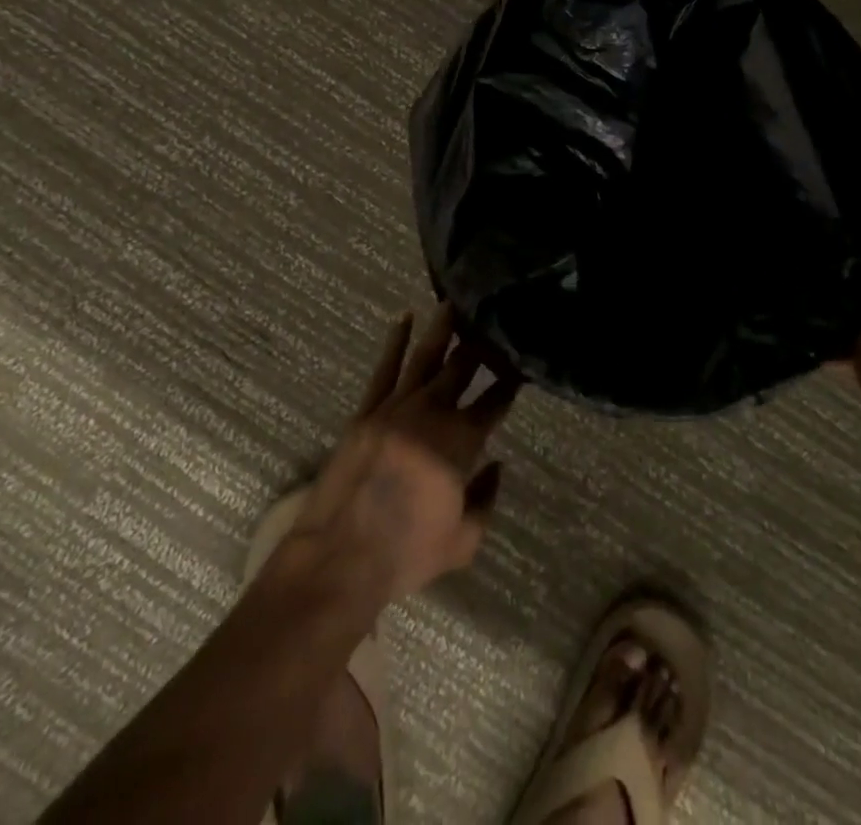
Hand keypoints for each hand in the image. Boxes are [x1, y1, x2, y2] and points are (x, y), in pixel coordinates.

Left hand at [281, 304, 520, 604]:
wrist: (338, 559)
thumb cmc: (406, 554)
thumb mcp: (463, 541)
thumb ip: (486, 499)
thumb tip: (497, 465)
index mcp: (460, 442)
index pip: (494, 402)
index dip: (510, 383)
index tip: (522, 365)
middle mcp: (431, 413)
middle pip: (462, 368)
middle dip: (480, 344)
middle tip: (492, 319)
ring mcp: (395, 407)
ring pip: (425, 357)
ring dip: (443, 329)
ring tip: (455, 302)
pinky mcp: (366, 411)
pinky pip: (384, 369)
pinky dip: (395, 341)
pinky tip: (405, 318)